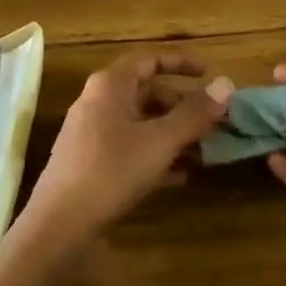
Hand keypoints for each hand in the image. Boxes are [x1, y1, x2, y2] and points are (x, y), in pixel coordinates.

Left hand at [16, 52, 225, 253]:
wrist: (60, 224)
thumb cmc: (112, 170)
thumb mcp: (161, 141)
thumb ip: (194, 113)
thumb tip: (226, 84)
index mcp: (110, 85)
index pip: (149, 60)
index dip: (180, 63)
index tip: (209, 73)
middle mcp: (98, 102)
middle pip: (147, 94)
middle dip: (183, 107)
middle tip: (214, 123)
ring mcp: (92, 134)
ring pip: (141, 124)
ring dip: (173, 135)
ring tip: (205, 152)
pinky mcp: (92, 164)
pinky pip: (131, 149)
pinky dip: (156, 156)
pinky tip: (181, 177)